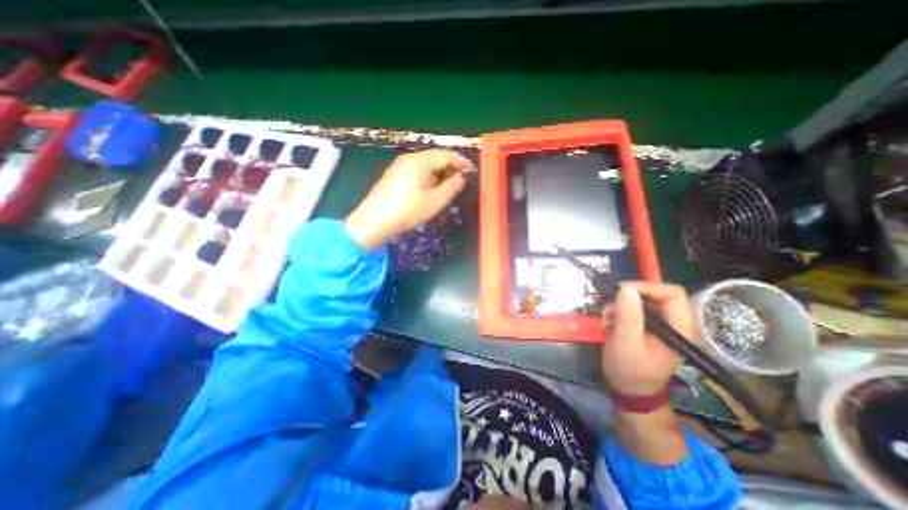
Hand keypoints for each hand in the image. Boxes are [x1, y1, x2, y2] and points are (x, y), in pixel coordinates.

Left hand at [346, 148, 471, 248]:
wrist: (374, 222)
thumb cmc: (407, 211)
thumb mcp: (434, 201)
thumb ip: (452, 187)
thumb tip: (462, 177)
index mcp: (419, 161)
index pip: (446, 155)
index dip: (461, 161)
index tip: (472, 171)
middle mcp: (408, 158)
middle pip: (435, 157)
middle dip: (451, 167)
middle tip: (462, 180)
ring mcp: (399, 166)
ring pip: (426, 164)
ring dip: (440, 173)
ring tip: (449, 186)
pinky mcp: (394, 175)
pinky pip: (417, 171)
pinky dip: (429, 177)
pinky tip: (431, 189)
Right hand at [602, 283, 696, 397]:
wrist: (629, 390)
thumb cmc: (631, 371)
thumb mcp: (627, 344)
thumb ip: (628, 317)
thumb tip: (626, 288)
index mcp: (679, 328)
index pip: (672, 293)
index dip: (647, 287)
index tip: (622, 291)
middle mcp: (672, 322)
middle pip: (654, 294)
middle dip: (628, 297)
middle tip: (609, 306)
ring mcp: (658, 324)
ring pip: (640, 300)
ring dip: (619, 305)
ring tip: (607, 318)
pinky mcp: (645, 326)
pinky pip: (632, 308)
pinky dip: (617, 311)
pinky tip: (608, 322)